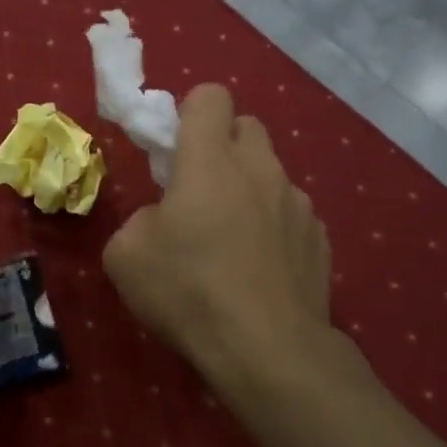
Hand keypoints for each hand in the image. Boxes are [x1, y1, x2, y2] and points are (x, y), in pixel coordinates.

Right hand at [104, 85, 343, 415]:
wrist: (266, 350)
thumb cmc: (187, 291)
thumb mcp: (125, 255)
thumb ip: (140, 219)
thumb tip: (162, 220)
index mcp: (209, 161)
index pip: (210, 96)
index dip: (190, 111)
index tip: (174, 147)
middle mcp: (260, 169)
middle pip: (247, 126)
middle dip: (222, 145)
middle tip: (199, 189)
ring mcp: (298, 204)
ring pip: (271, 174)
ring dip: (249, 189)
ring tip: (231, 241)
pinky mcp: (320, 239)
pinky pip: (291, 215)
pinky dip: (274, 228)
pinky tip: (259, 271)